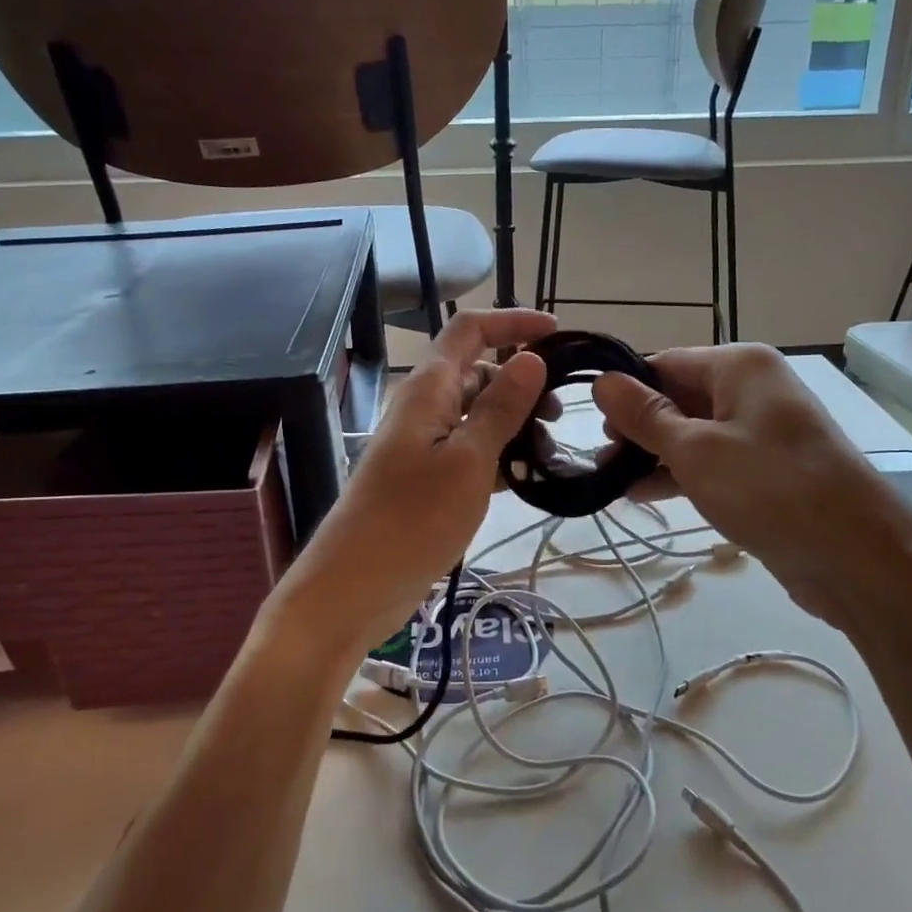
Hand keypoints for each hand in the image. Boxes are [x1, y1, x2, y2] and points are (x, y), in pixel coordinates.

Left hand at [271, 308, 556, 653]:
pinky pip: (469, 451)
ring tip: (549, 452)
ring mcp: (423, 445)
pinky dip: (499, 456)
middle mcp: (423, 408)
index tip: (558, 333)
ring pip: (476, 415)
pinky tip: (526, 479)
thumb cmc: (412, 519)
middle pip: (477, 373)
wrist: (353, 588)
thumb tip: (531, 357)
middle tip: (559, 415)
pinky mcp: (426, 480)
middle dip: (521, 381)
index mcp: (428, 389)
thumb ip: (500, 408)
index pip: (471, 331)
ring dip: (514, 423)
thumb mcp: (468, 461)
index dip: (512, 323)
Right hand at [591, 344, 880, 609]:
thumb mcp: (695, 450)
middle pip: (678, 397)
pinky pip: (712, 462)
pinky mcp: (765, 471)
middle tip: (599, 459)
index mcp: (740, 366)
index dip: (625, 391)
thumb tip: (602, 381)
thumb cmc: (770, 488)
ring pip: (692, 433)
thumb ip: (645, 416)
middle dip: (636, 427)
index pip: (665, 363)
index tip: (588, 423)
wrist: (857, 557)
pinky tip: (642, 495)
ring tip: (609, 480)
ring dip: (652, 454)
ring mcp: (761, 431)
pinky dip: (679, 474)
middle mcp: (752, 389)